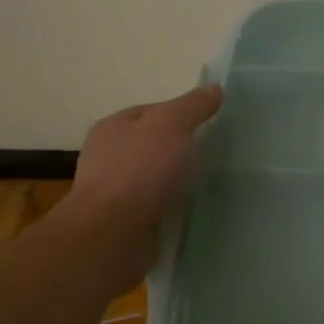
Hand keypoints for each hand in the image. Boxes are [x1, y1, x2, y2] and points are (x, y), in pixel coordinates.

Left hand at [66, 84, 224, 234]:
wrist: (109, 236)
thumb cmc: (138, 171)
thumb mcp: (171, 125)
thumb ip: (193, 105)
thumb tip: (214, 88)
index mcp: (113, 128)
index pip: (152, 112)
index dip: (181, 114)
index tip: (210, 125)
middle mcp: (108, 158)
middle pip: (153, 146)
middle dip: (181, 150)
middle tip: (215, 156)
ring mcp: (113, 193)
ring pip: (155, 179)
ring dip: (177, 183)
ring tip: (208, 185)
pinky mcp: (122, 224)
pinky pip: (155, 209)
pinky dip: (172, 209)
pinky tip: (193, 212)